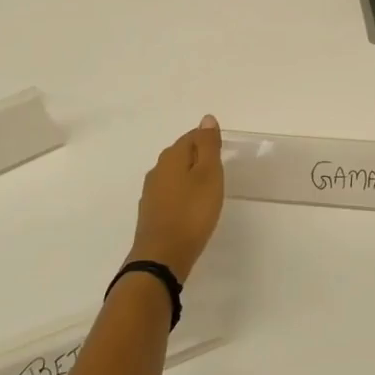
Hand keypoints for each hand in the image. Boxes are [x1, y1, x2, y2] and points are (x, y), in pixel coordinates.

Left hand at [128, 116, 224, 281]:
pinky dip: (182, 194)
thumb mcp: (208, 174)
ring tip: (207, 188)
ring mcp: (151, 192)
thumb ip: (208, 146)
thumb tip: (206, 118)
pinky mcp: (151, 212)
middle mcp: (157, 170)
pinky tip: (190, 207)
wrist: (162, 256)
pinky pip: (170, 193)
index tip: (223, 150)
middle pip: (180, 154)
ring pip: (174, 174)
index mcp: (172, 157)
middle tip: (218, 168)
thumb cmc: (192, 212)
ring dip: (189, 176)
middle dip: (198, 156)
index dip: (208, 139)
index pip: (191, 136)